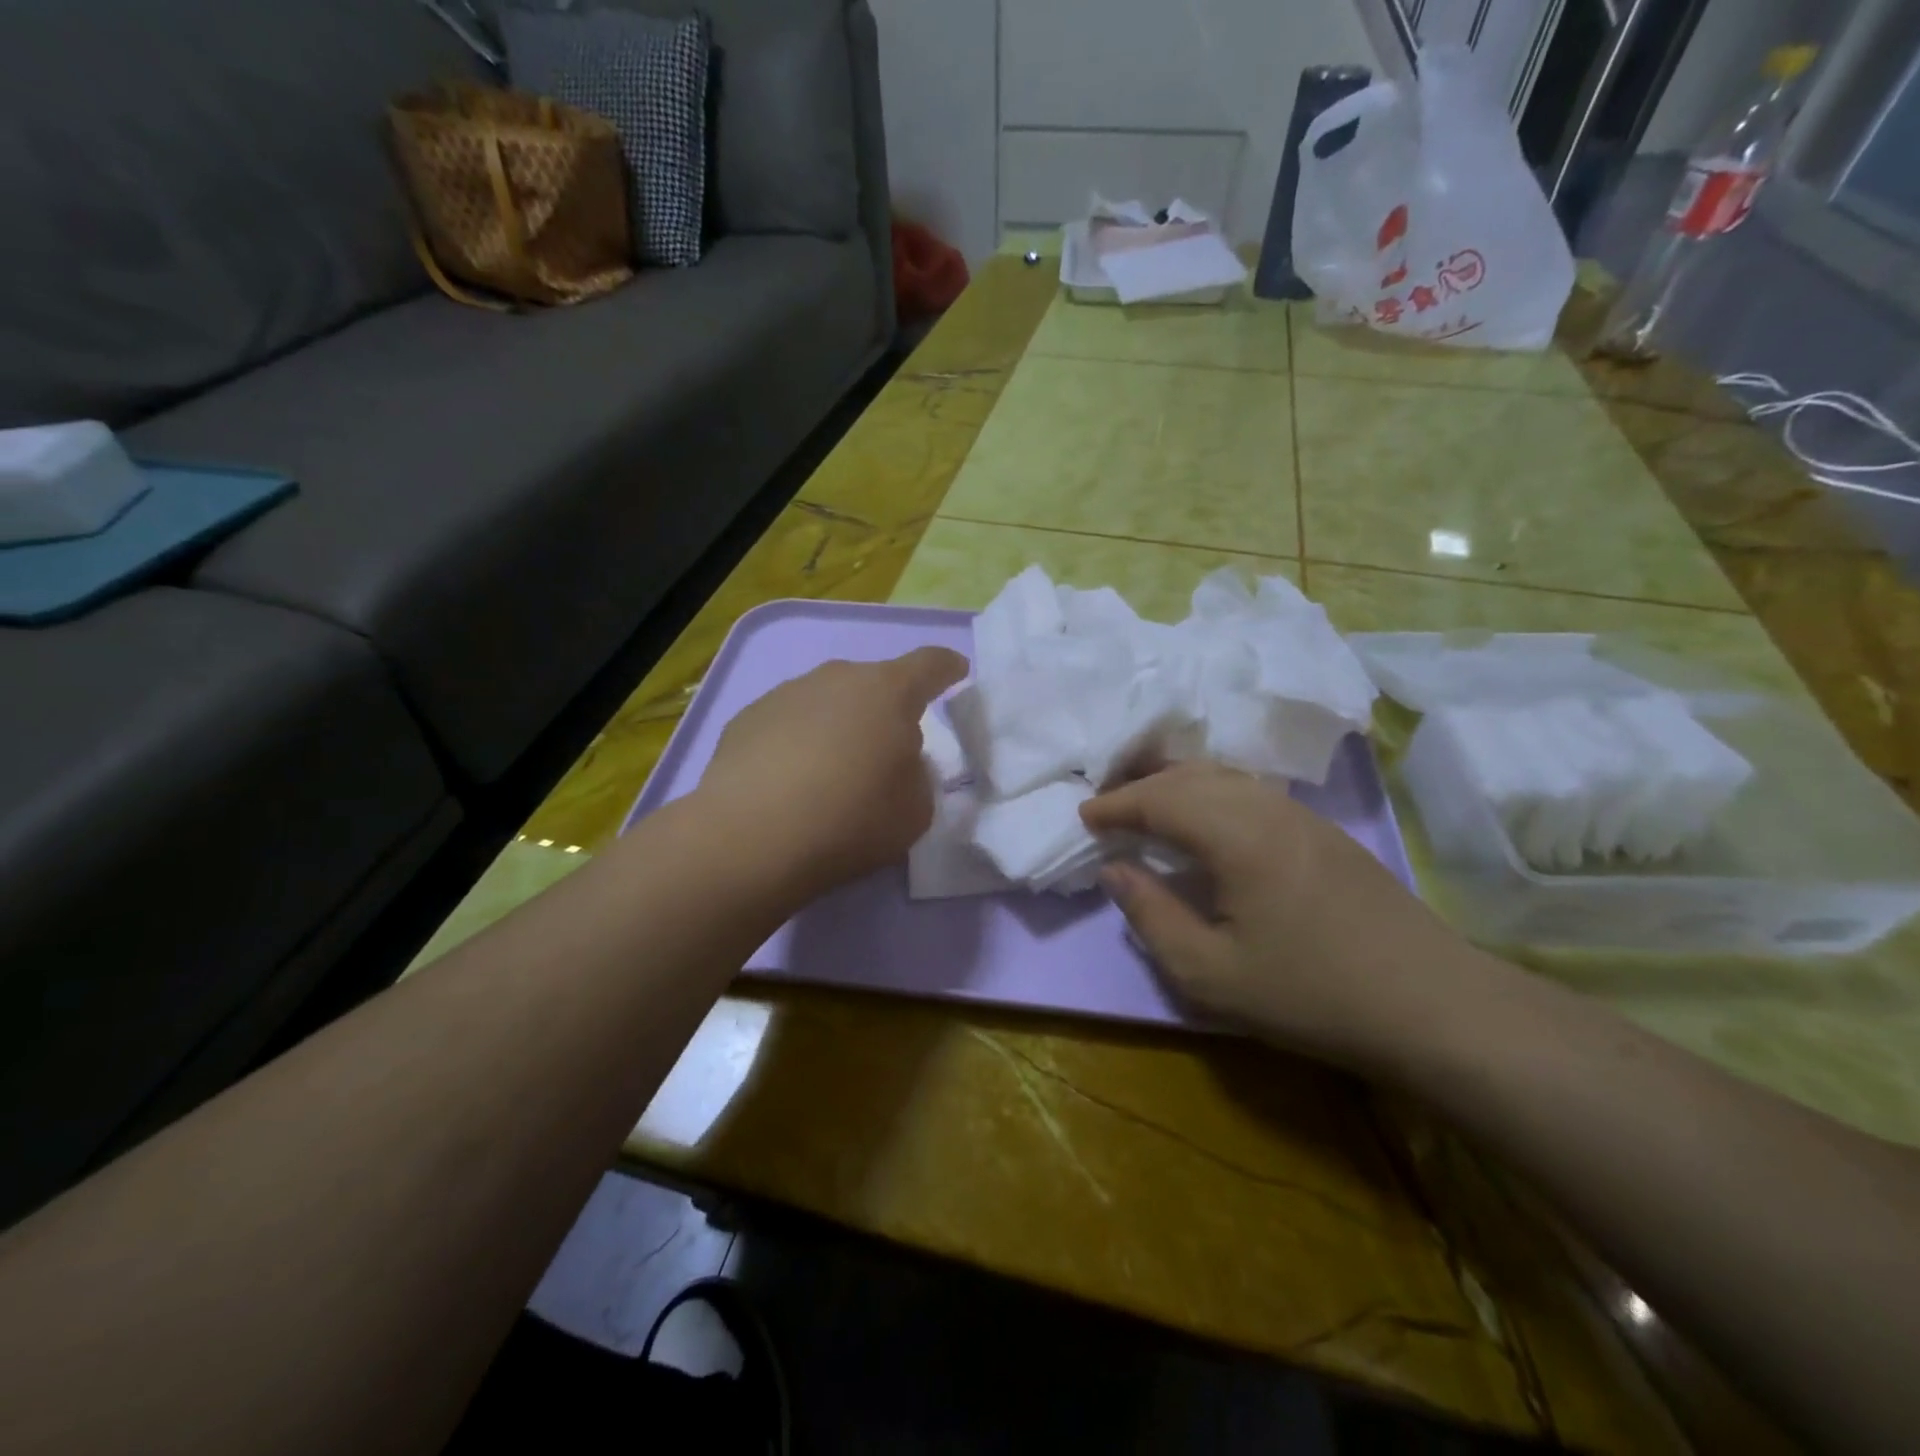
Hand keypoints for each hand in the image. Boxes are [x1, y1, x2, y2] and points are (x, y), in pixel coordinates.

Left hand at [697, 648, 967, 898]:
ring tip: (831, 772)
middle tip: (886, 751)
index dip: (948, 667)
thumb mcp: (916, 810)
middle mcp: (838, 678)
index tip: (956, 671)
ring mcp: (787, 692)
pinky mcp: (747, 717)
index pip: (930, 664)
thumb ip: (917, 775)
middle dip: (886, 709)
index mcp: (889, 691)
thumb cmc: (851, 819)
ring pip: (828, 701)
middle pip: (874, 683)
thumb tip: (896, 759)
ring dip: (839, 725)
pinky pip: (789, 722)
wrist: (751, 837)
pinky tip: (789, 782)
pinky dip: (798, 741)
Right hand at [1082, 762, 1493, 1071]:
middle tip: (1108, 809)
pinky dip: (1211, 793)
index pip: (1161, 800)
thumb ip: (1151, 916)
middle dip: (1141, 787)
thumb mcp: (1210, 974)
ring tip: (1148, 808)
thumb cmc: (1311, 993)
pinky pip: (1250, 791)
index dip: (1117, 805)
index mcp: (1237, 835)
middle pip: (1190, 777)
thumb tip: (1115, 870)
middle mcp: (1267, 808)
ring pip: (1224, 777)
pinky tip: (1206, 821)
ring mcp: (1301, 815)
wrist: (1431, 1005)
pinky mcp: (1323, 830)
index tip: (1084, 817)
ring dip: (1177, 784)